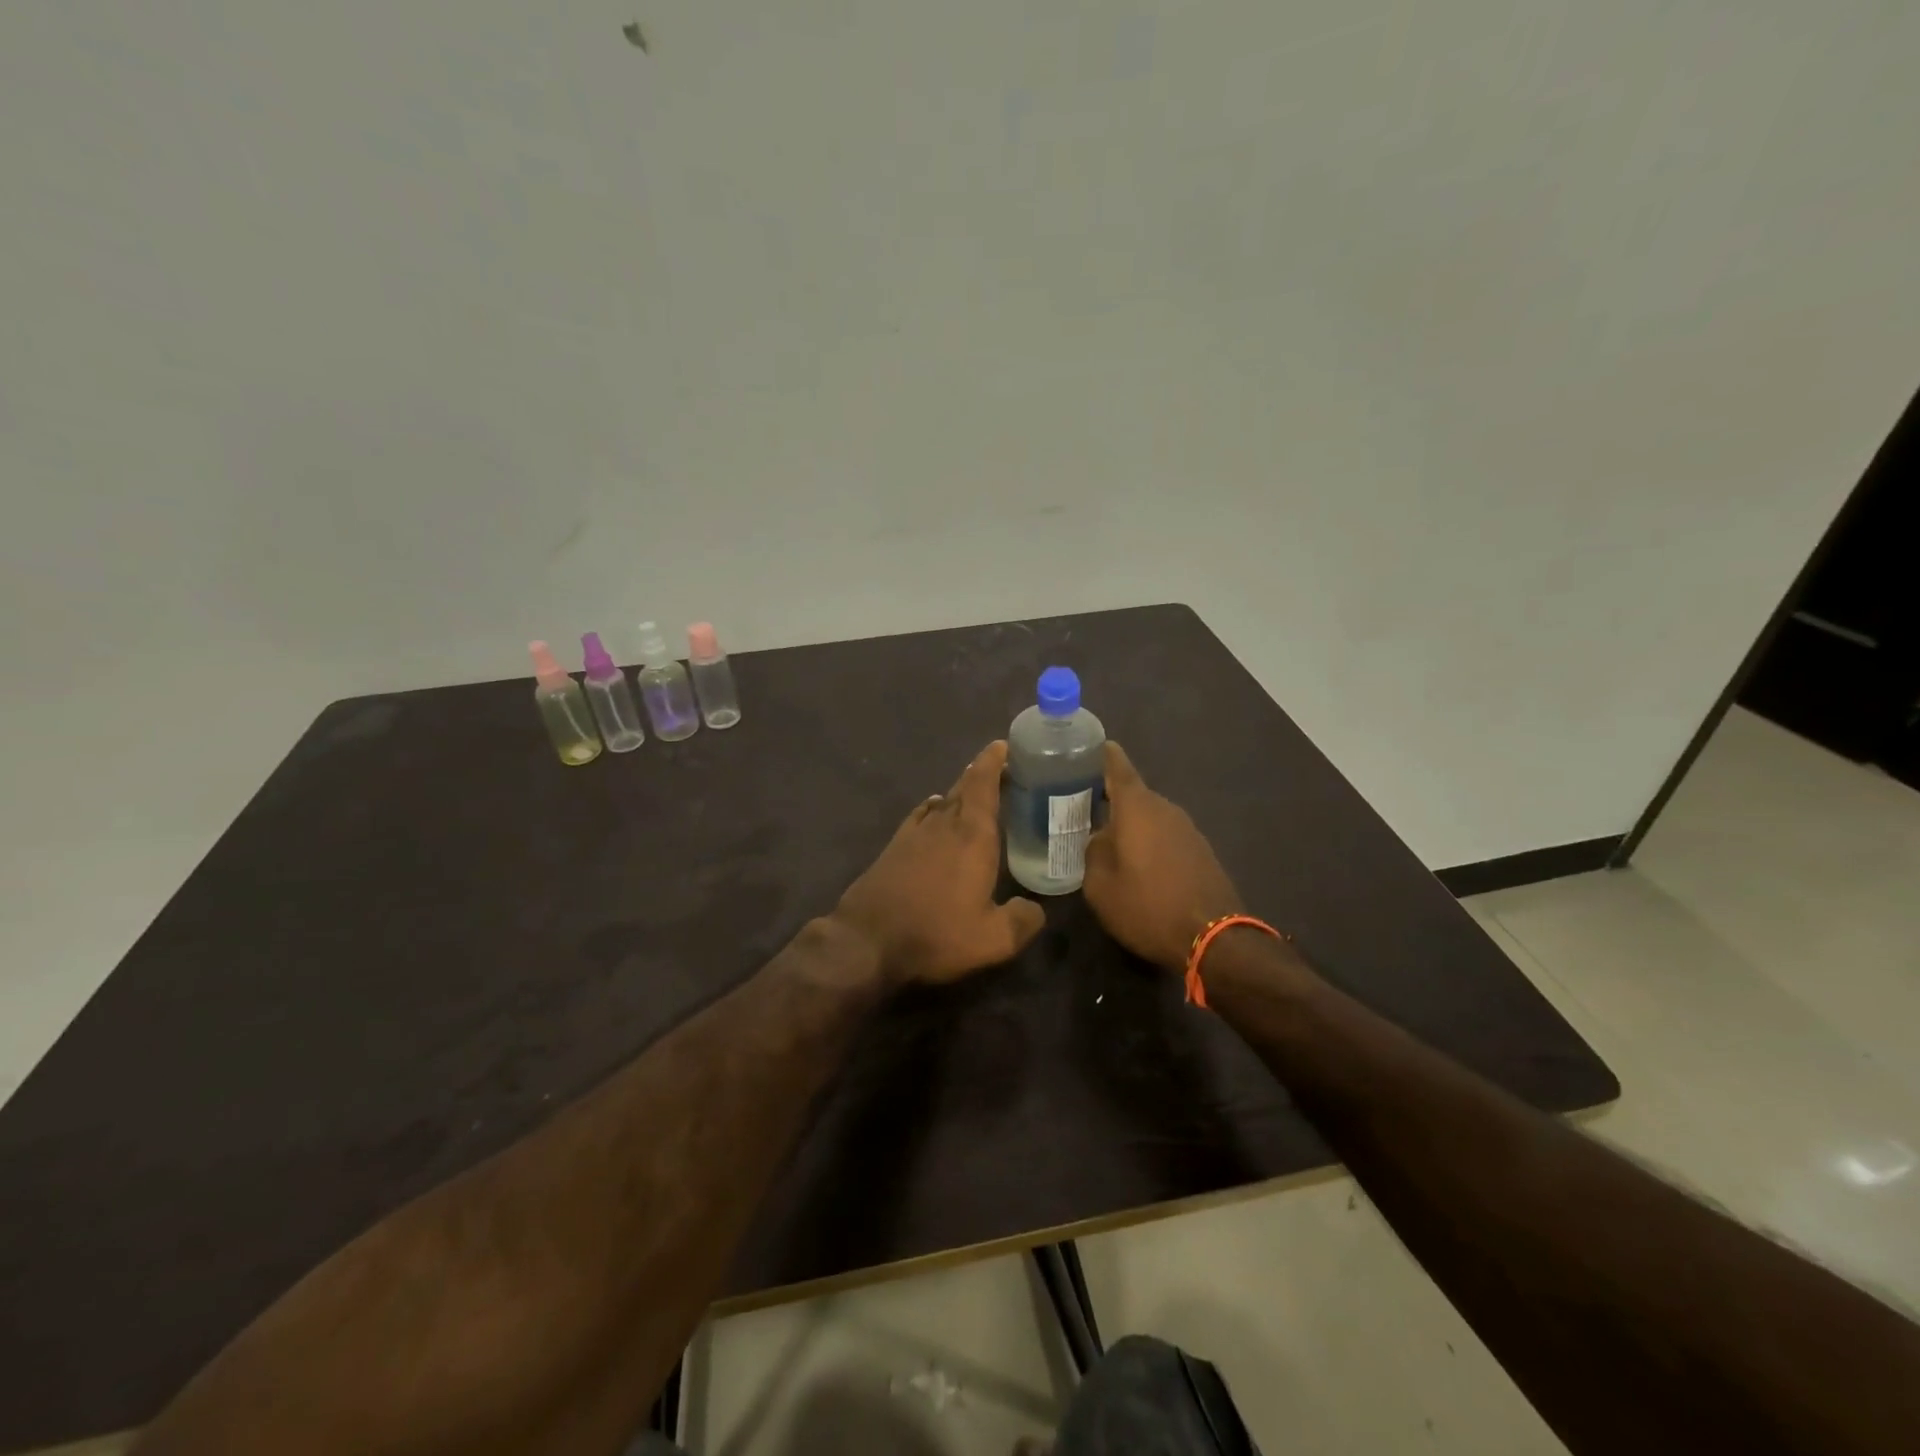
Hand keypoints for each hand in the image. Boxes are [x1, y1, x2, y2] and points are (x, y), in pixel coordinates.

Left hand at [833, 740, 1045, 985]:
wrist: (867, 940)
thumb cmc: (936, 933)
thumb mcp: (993, 939)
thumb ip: (1023, 920)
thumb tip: (1036, 909)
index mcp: (972, 835)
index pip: (984, 783)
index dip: (994, 761)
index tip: (1004, 745)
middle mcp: (943, 824)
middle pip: (965, 787)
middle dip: (983, 774)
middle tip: (1004, 770)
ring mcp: (915, 833)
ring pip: (943, 801)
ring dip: (961, 792)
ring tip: (977, 794)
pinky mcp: (895, 847)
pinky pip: (921, 816)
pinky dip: (935, 808)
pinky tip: (937, 814)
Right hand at [1083, 742, 1243, 972]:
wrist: (1213, 937)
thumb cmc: (1147, 906)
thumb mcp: (1099, 885)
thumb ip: (1092, 852)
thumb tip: (1098, 839)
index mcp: (1137, 806)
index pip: (1116, 765)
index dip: (1101, 754)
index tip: (1086, 747)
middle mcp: (1165, 808)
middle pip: (1132, 793)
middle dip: (1107, 798)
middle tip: (1079, 808)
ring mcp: (1187, 829)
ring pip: (1149, 816)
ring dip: (1129, 824)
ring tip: (1105, 840)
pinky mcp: (1201, 851)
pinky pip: (1165, 835)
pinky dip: (1148, 841)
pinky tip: (1136, 863)